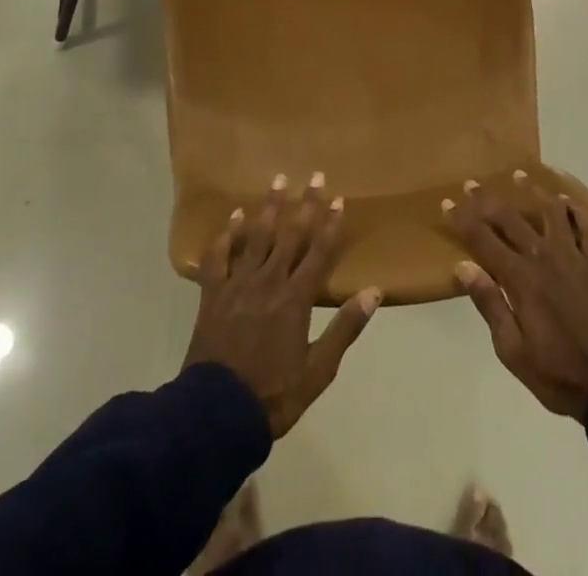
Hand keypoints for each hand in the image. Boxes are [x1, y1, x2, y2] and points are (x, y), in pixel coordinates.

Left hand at [184, 173, 380, 438]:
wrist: (217, 413)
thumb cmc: (273, 395)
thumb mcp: (318, 370)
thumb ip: (345, 328)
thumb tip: (374, 292)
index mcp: (296, 299)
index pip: (318, 252)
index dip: (329, 224)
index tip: (338, 198)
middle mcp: (269, 282)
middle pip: (291, 235)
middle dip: (305, 204)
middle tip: (314, 175)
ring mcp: (238, 285)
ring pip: (256, 237)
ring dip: (269, 207)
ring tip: (277, 180)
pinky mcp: (213, 294)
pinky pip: (219, 258)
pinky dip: (226, 235)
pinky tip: (233, 217)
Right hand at [446, 172, 587, 419]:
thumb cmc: (556, 374)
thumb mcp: (512, 351)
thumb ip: (489, 304)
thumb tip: (463, 266)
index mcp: (521, 279)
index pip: (484, 240)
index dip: (463, 220)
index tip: (447, 203)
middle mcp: (544, 258)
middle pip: (510, 219)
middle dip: (487, 199)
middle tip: (471, 183)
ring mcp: (572, 258)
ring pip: (550, 212)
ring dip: (532, 191)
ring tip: (518, 175)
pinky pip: (587, 230)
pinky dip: (577, 212)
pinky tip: (566, 202)